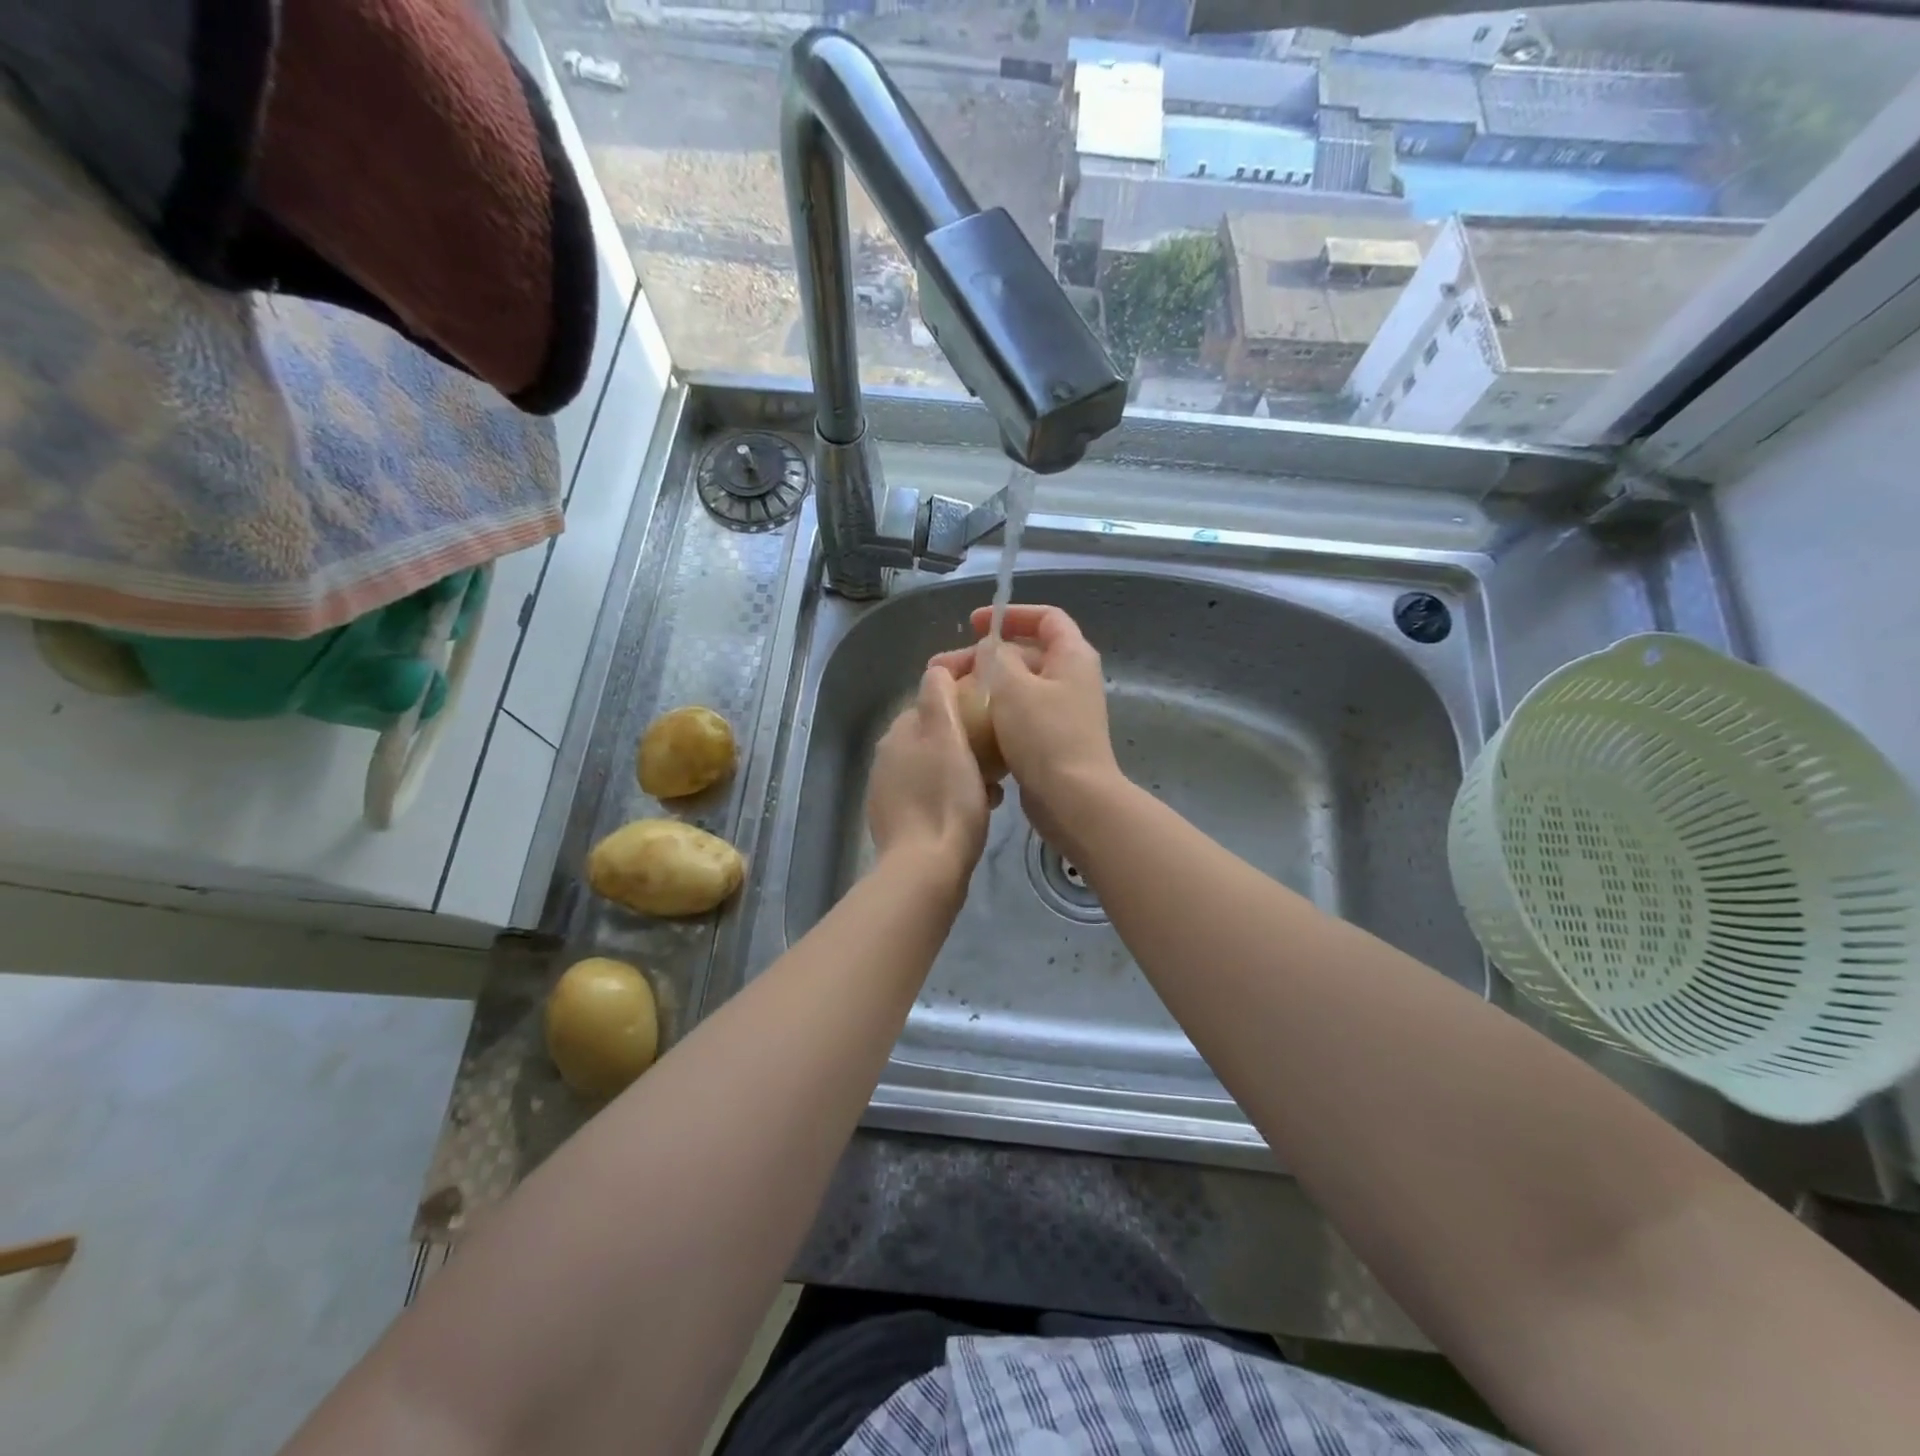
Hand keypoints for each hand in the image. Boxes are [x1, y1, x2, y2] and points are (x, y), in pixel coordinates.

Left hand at [867, 665, 995, 884]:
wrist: (926, 870)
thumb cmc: (946, 799)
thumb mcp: (947, 737)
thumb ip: (939, 697)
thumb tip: (937, 669)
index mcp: (899, 733)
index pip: (931, 698)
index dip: (962, 693)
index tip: (993, 700)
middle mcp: (887, 757)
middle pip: (934, 733)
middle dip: (966, 734)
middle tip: (1000, 747)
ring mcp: (889, 791)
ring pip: (935, 764)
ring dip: (963, 765)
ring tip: (995, 783)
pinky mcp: (898, 821)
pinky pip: (931, 793)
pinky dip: (953, 792)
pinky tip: (977, 808)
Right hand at [930, 605, 1123, 851]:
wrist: (1072, 799)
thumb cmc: (1044, 735)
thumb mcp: (1012, 686)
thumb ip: (996, 657)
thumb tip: (991, 650)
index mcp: (1072, 656)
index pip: (1045, 617)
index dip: (1009, 614)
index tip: (973, 624)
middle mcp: (1071, 678)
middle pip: (1024, 653)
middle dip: (983, 657)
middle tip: (943, 669)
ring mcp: (1062, 711)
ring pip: (1017, 687)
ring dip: (984, 687)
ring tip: (947, 698)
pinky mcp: (1050, 739)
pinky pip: (1018, 715)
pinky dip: (993, 714)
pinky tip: (966, 725)